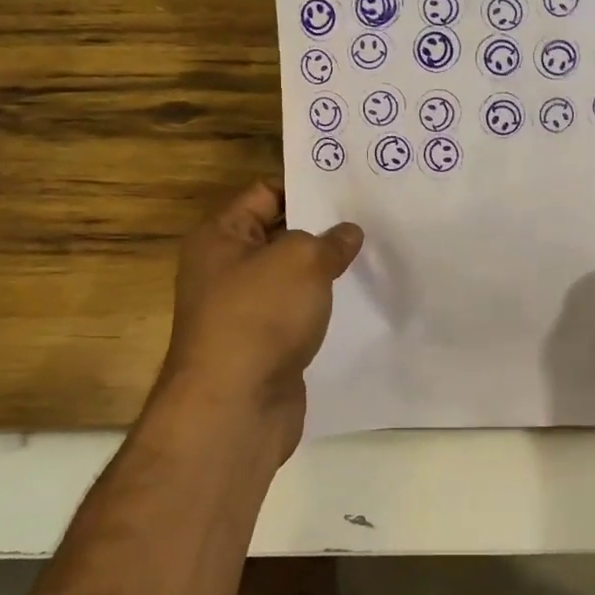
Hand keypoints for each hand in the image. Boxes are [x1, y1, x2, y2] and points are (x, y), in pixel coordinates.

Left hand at [153, 182, 362, 458]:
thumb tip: (347, 234)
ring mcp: (243, 311)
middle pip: (280, 236)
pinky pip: (297, 314)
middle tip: (372, 219)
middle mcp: (225, 270)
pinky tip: (358, 301)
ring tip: (374, 255)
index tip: (351, 187)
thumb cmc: (260, 316)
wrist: (235, 407)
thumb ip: (329, 240)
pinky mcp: (263, 346)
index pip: (266, 193)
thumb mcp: (301, 260)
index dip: (306, 187)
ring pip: (291, 278)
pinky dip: (322, 308)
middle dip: (322, 230)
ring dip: (326, 272)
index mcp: (220, 237)